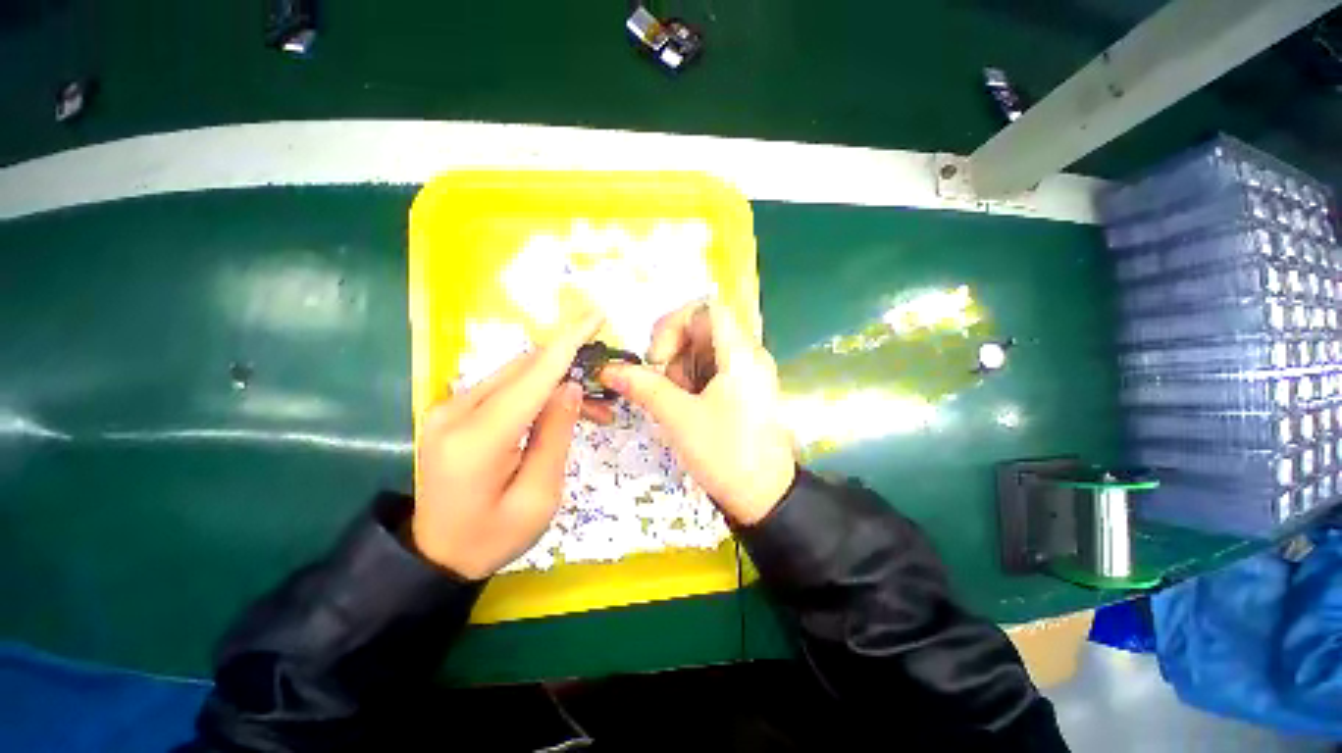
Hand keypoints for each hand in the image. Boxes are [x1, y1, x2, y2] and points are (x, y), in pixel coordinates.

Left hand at [412, 312, 604, 578]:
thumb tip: (572, 386)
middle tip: (606, 393)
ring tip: (591, 408)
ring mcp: (448, 408)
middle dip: (570, 368)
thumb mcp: (539, 496)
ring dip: (555, 381)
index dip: (568, 343)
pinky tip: (557, 409)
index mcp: (477, 439)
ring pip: (516, 375)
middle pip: (525, 369)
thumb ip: (555, 435)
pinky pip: (504, 388)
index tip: (596, 315)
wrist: (434, 555)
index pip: (533, 377)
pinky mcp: (452, 410)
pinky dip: (536, 391)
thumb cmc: (492, 537)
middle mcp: (455, 411)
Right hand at [600, 301, 795, 525]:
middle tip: (666, 387)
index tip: (659, 359)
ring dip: (681, 370)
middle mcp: (749, 355)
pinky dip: (694, 382)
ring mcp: (750, 372)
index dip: (674, 323)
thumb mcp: (679, 418)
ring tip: (679, 403)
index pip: (706, 308)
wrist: (766, 498)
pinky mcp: (747, 388)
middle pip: (702, 329)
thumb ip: (643, 386)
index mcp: (740, 354)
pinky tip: (690, 407)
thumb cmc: (725, 455)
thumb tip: (608, 368)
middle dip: (675, 353)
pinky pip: (713, 369)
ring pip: (704, 351)